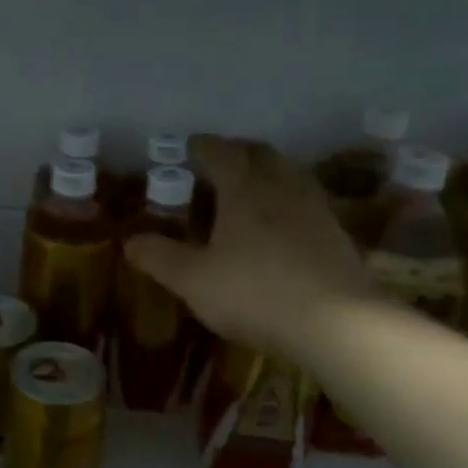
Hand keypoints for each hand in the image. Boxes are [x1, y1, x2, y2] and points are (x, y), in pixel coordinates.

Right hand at [123, 137, 368, 362]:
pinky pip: (310, 202)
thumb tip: (129, 241)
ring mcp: (315, 210)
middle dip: (240, 152)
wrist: (336, 323)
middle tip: (223, 161)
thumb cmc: (255, 294)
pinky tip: (286, 222)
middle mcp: (282, 189)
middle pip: (263, 155)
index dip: (204, 146)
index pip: (223, 154)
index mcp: (245, 191)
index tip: (191, 145)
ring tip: (255, 186)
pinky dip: (292, 199)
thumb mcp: (194, 281)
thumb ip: (160, 258)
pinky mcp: (337, 235)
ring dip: (270, 171)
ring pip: (292, 174)